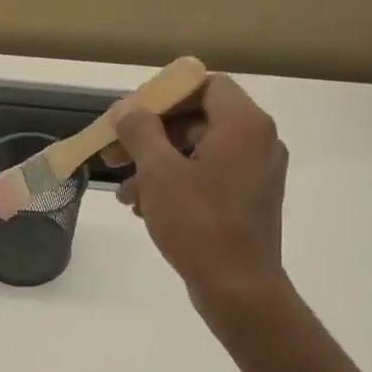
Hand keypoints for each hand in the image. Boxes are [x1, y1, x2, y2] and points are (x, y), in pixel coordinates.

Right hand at [109, 74, 288, 311]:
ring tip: (124, 194)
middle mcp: (258, 142)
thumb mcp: (159, 173)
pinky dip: (176, 186)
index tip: (131, 116)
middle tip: (113, 155)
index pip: (205, 85)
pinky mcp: (248, 202)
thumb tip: (127, 109)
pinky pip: (208, 179)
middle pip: (198, 120)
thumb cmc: (199, 223)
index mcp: (243, 125)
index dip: (165, 96)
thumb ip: (141, 133)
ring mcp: (255, 174)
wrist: (237, 287)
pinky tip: (145, 209)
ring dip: (157, 167)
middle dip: (151, 137)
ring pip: (198, 154)